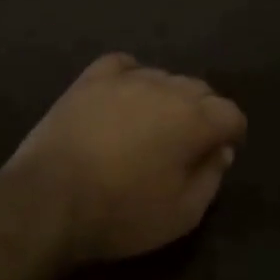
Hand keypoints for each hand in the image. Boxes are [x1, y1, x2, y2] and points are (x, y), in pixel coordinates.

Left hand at [0, 53, 246, 265]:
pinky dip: (132, 77)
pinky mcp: (90, 80)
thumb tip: (220, 151)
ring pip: (163, 77)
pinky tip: (126, 96)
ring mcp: (125, 80)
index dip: (231, 134)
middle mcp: (166, 88)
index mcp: (194, 119)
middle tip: (188, 144)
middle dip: (203, 113)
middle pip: (200, 90)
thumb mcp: (183, 213)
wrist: (48, 201)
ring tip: (153, 126)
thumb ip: (211, 178)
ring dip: (168, 98)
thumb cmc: (122, 213)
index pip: (231, 114)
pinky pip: (123, 66)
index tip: (220, 154)